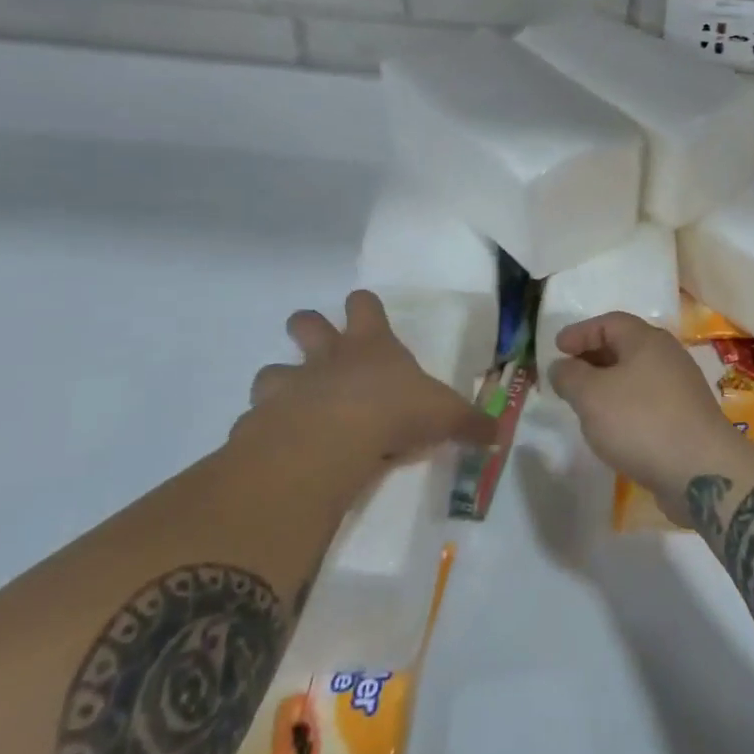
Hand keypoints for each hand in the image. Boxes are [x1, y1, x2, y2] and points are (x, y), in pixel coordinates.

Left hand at [240, 290, 493, 462]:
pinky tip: (274, 448)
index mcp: (371, 346)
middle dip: (308, 327)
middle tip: (316, 343)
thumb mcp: (444, 416)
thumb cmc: (394, 412)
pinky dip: (262, 431)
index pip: (364, 305)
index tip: (365, 310)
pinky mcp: (260, 421)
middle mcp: (327, 358)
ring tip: (290, 405)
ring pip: (271, 370)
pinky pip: (254, 421)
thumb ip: (469, 424)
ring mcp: (289, 386)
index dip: (364, 305)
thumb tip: (499, 435)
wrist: (330, 440)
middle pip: (306, 322)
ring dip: (279, 383)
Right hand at [548, 312, 753, 518]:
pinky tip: (612, 427)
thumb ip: (570, 376)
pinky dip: (625, 405)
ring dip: (608, 383)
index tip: (557, 348)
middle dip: (593, 357)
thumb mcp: (592, 396)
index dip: (580, 332)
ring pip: (636, 375)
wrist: (701, 471)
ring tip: (585, 402)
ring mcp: (681, 387)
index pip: (609, 322)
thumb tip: (561, 366)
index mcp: (647, 340)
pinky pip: (647, 400)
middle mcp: (668, 356)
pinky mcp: (686, 417)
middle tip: (567, 374)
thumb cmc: (641, 422)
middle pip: (625, 346)